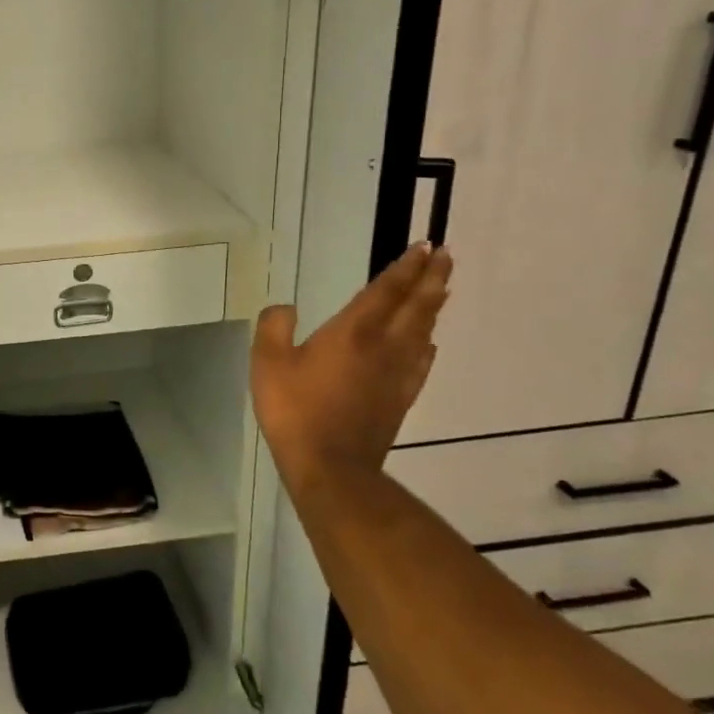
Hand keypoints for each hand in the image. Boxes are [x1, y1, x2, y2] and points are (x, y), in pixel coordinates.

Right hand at [251, 242, 452, 498]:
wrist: (330, 467)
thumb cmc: (295, 409)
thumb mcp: (268, 362)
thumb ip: (274, 327)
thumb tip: (286, 308)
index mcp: (353, 332)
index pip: (385, 291)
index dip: (404, 267)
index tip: (424, 246)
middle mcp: (383, 346)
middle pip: (415, 306)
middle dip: (431, 278)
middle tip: (445, 255)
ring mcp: (397, 374)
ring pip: (423, 331)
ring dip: (434, 306)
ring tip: (443, 288)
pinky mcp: (401, 398)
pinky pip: (421, 362)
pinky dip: (428, 344)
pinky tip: (429, 343)